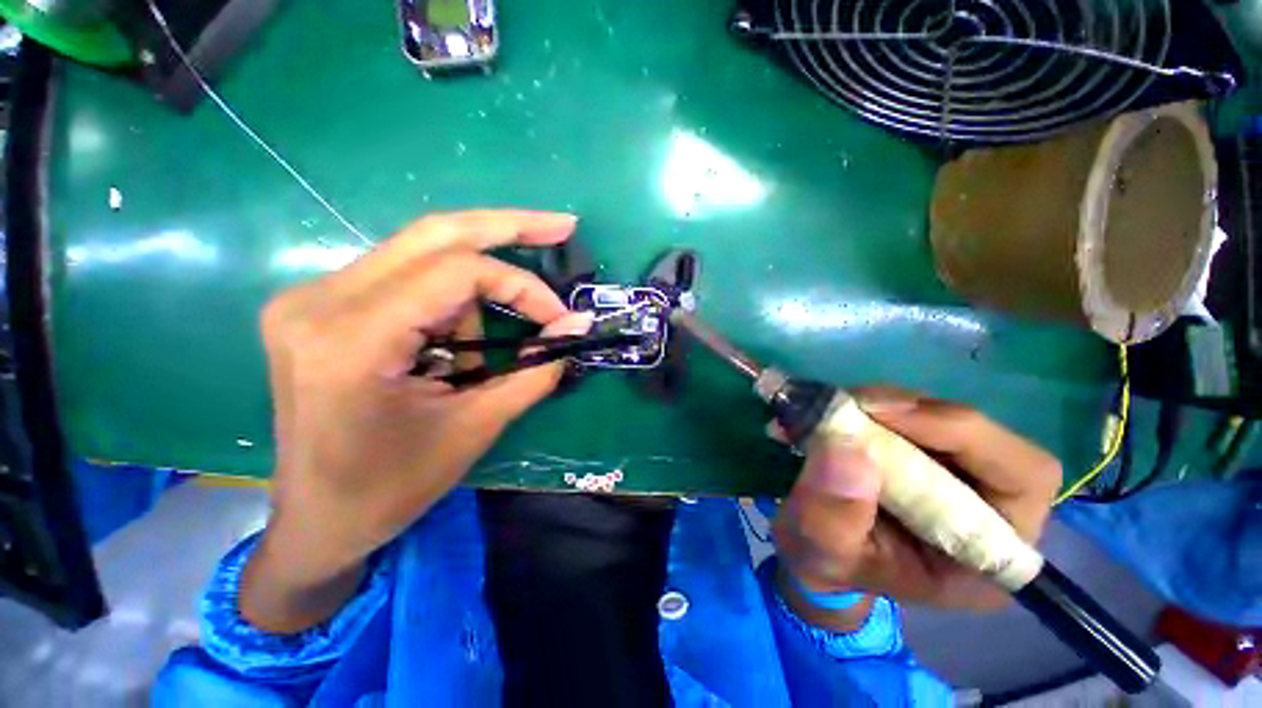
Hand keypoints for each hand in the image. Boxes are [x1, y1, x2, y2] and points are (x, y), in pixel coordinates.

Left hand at [241, 210, 590, 631]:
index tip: (559, 319)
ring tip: (472, 359)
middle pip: (434, 233)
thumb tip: (578, 326)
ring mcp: (313, 297)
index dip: (523, 287)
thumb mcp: (476, 427)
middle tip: (562, 225)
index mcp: (350, 339)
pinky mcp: (321, 306)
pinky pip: (405, 277)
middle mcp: (319, 300)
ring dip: (474, 291)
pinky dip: (448, 302)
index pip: (457, 273)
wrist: (318, 520)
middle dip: (508, 226)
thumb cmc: (391, 488)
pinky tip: (446, 348)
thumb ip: (534, 370)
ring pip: (423, 253)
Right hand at [772, 387, 1061, 628]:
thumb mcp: (822, 552)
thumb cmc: (827, 563)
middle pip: (984, 437)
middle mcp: (987, 508)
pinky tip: (845, 414)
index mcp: (987, 554)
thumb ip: (834, 514)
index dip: (965, 437)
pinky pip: (911, 412)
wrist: (815, 552)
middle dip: (917, 415)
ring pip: (942, 416)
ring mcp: (954, 474)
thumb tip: (849, 446)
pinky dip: (877, 405)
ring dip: (890, 405)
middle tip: (855, 406)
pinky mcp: (922, 451)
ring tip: (841, 411)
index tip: (885, 417)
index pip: (1022, 478)